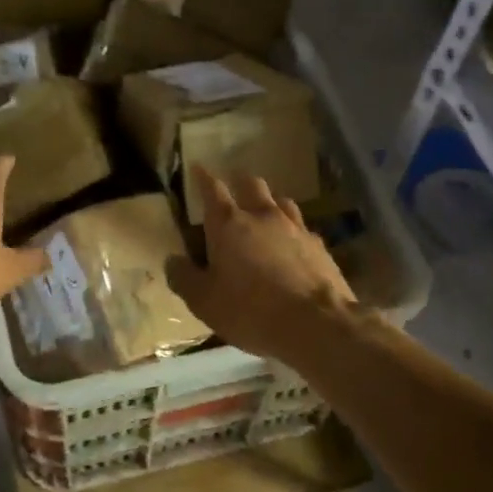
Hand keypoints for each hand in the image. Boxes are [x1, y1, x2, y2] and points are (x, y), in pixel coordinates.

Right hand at [165, 167, 355, 362]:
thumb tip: (173, 260)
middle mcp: (262, 217)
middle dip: (240, 182)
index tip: (198, 167)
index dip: (203, 177)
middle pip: (252, 185)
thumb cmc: (250, 310)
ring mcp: (295, 228)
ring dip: (269, 203)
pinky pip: (302, 228)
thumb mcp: (204, 301)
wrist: (317, 324)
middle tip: (233, 188)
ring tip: (264, 212)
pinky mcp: (319, 246)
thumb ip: (184, 278)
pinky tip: (293, 245)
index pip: (213, 189)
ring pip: (281, 201)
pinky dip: (292, 231)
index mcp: (228, 225)